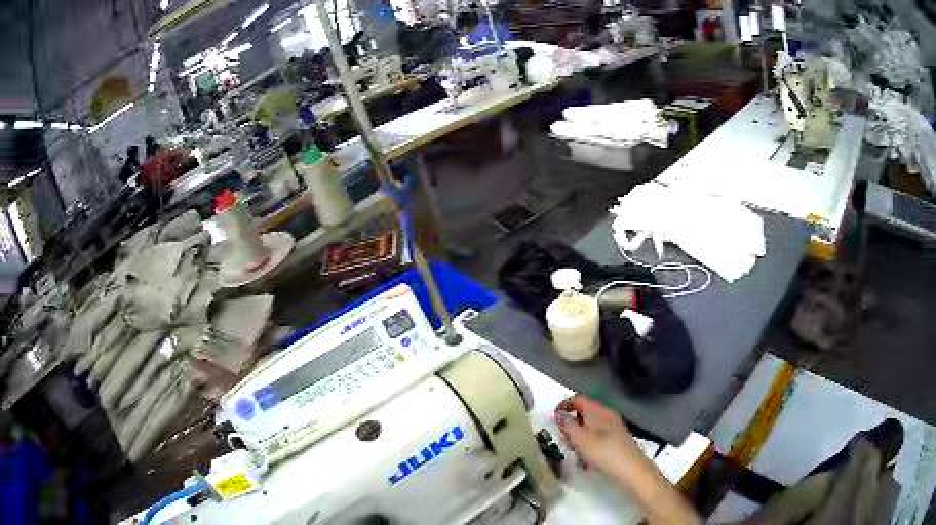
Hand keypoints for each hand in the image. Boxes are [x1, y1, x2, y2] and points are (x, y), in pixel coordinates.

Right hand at [555, 396, 703, 524]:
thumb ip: (567, 425)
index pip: (577, 399)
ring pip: (587, 430)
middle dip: (569, 428)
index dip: (563, 407)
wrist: (632, 472)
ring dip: (577, 442)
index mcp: (598, 411)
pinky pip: (595, 440)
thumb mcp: (581, 439)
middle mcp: (606, 416)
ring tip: (576, 457)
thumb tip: (558, 413)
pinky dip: (587, 449)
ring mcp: (612, 429)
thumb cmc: (605, 453)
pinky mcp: (615, 442)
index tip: (553, 423)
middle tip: (564, 443)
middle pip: (581, 415)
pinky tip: (586, 464)